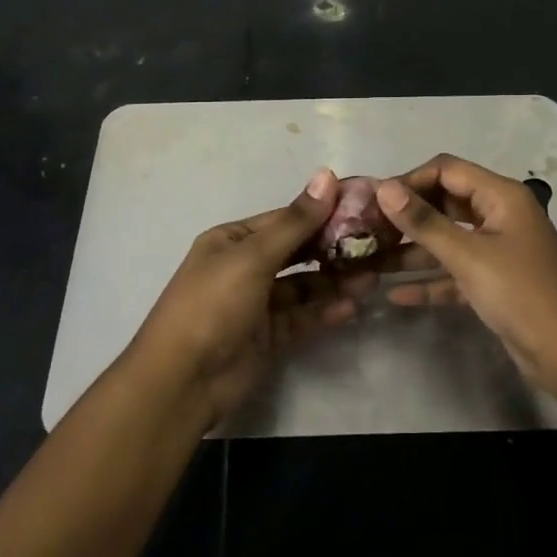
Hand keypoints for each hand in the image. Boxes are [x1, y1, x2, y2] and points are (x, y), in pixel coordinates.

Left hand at [128, 169, 355, 427]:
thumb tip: (327, 175)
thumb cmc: (213, 305)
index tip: (363, 209)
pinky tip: (352, 307)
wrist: (181, 382)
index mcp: (233, 241)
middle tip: (374, 246)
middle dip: (333, 249)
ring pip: (303, 287)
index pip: (285, 219)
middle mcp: (244, 267)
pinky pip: (301, 318)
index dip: (322, 213)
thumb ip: (295, 221)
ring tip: (371, 279)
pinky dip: (324, 311)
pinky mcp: (267, 337)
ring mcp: (256, 304)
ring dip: (334, 282)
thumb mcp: (253, 257)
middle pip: (297, 252)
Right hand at [367, 154, 556, 386]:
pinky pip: (455, 273)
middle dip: (407, 217)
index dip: (410, 180)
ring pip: (447, 240)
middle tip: (366, 232)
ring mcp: (497, 250)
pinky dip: (430, 281)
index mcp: (501, 196)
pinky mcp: (495, 283)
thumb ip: (424, 222)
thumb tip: (384, 187)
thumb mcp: (468, 255)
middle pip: (445, 204)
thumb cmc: (521, 293)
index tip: (373, 201)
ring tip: (370, 262)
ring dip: (413, 251)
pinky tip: (395, 295)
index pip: (447, 171)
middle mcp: (499, 215)